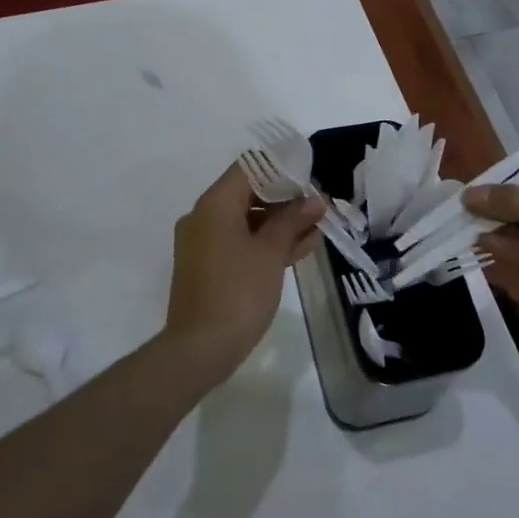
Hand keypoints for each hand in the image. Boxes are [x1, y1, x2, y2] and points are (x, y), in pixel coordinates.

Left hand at [163, 162, 323, 380]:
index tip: (309, 178)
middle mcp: (204, 216)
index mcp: (215, 204)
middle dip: (286, 199)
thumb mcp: (271, 253)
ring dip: (280, 223)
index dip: (281, 169)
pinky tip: (299, 248)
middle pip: (248, 193)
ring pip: (246, 220)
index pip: (249, 168)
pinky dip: (265, 242)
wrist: (199, 349)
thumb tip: (314, 200)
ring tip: (317, 227)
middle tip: (319, 206)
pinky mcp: (208, 266)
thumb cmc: (238, 293)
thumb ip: (292, 221)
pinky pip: (240, 242)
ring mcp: (204, 243)